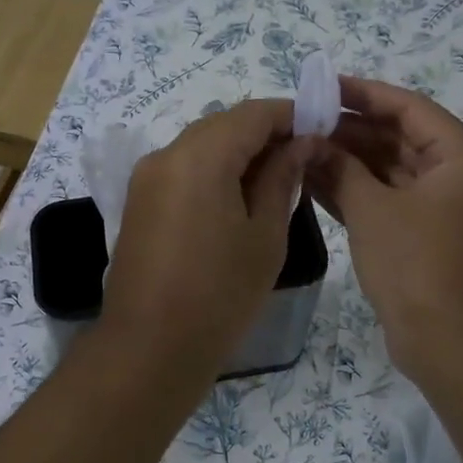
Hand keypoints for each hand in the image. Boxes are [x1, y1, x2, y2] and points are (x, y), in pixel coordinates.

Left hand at [101, 100, 309, 373]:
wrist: (150, 348)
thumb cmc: (220, 294)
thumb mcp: (265, 235)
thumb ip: (282, 178)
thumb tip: (300, 143)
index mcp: (199, 156)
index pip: (252, 113)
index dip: (291, 115)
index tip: (323, 128)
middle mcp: (165, 155)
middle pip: (222, 125)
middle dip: (265, 133)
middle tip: (304, 157)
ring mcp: (145, 179)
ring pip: (201, 146)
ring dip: (239, 153)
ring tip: (277, 180)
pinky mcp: (139, 203)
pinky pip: (183, 170)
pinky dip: (214, 172)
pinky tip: (239, 198)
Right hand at [310, 77, 462, 377]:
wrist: (451, 343)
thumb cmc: (418, 264)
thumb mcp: (373, 210)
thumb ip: (341, 169)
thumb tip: (312, 143)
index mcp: (459, 159)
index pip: (410, 109)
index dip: (366, 94)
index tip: (324, 86)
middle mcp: (454, 178)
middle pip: (398, 139)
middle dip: (350, 131)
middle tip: (302, 121)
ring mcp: (438, 210)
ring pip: (388, 172)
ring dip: (347, 162)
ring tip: (299, 147)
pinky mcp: (420, 238)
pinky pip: (385, 202)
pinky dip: (354, 193)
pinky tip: (313, 182)